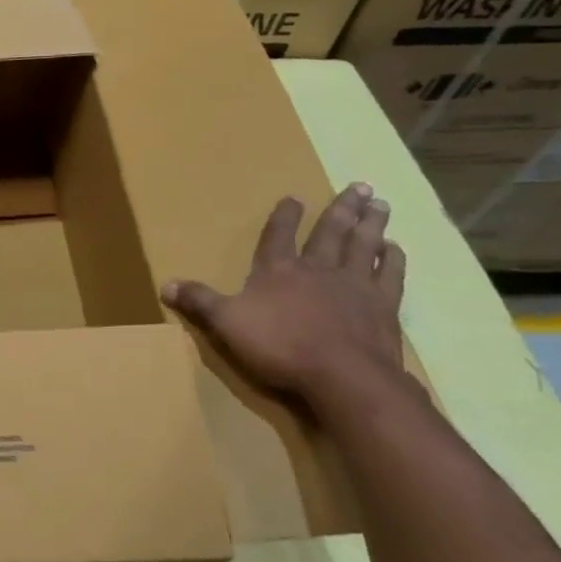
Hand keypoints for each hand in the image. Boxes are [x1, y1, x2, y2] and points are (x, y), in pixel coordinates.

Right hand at [161, 183, 405, 399]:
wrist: (342, 375)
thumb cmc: (279, 346)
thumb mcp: (226, 323)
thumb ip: (199, 302)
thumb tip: (164, 284)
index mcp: (278, 271)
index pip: (279, 236)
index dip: (285, 217)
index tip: (294, 198)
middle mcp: (318, 270)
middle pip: (330, 233)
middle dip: (341, 209)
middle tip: (359, 185)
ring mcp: (355, 286)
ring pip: (364, 246)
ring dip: (371, 224)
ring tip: (380, 203)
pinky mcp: (383, 307)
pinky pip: (391, 276)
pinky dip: (393, 260)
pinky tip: (396, 248)